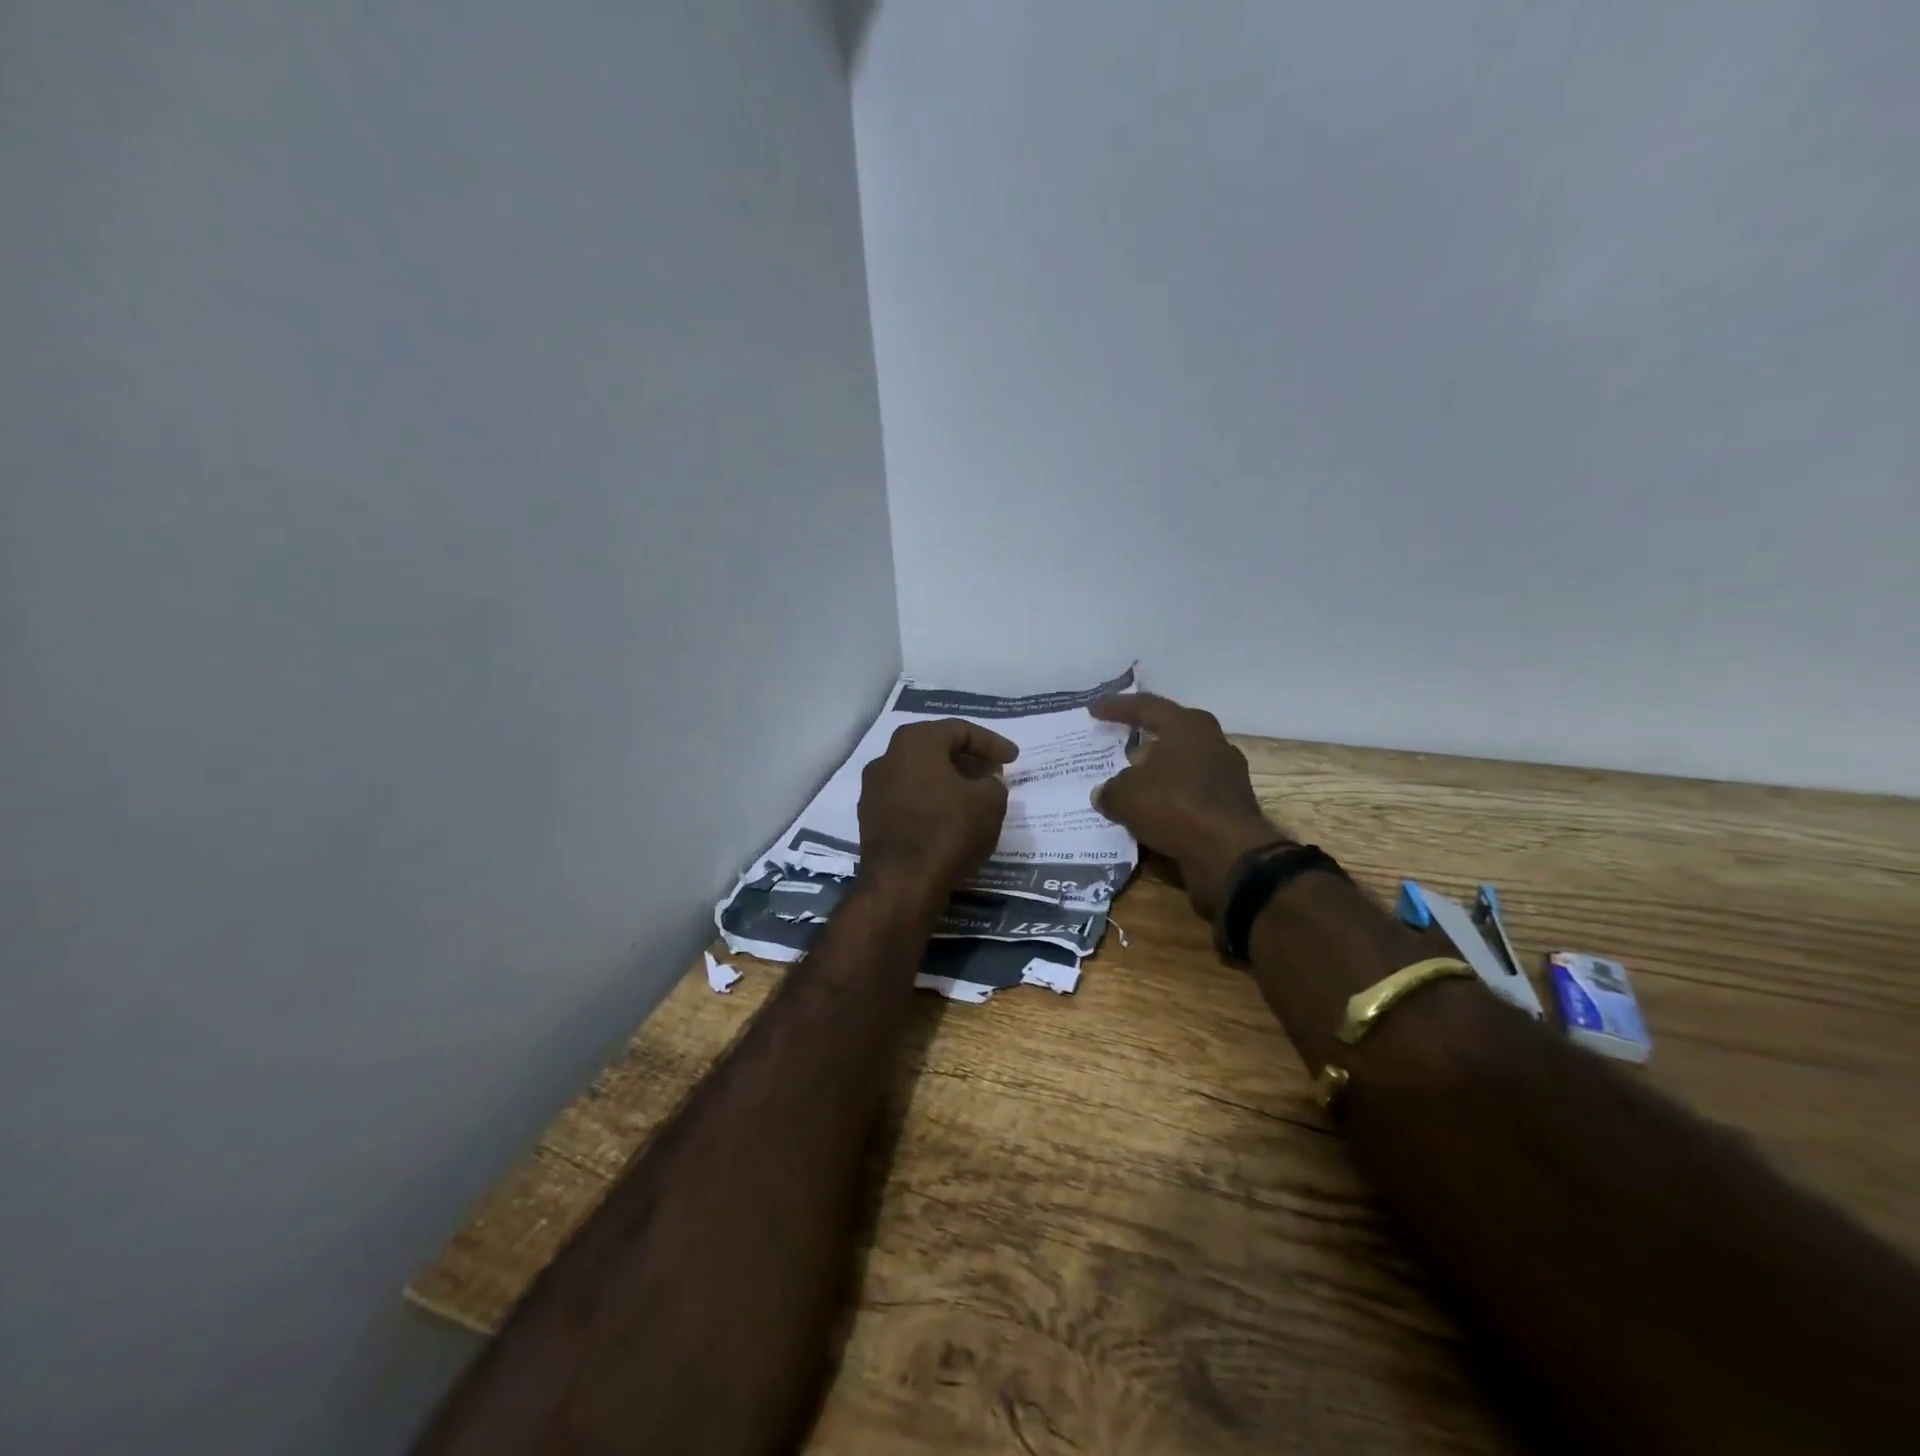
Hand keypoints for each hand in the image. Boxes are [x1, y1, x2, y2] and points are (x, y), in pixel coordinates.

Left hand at [858, 719, 1018, 902]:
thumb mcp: (990, 802)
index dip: (992, 743)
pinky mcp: (870, 819)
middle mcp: (888, 757)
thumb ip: (993, 783)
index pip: (960, 730)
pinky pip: (908, 799)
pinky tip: (950, 818)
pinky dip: (931, 802)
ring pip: (919, 775)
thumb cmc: (948, 831)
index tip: (1013, 759)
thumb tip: (986, 784)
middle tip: (994, 773)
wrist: (901, 884)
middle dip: (968, 759)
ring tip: (974, 796)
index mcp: (915, 741)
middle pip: (935, 749)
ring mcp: (874, 789)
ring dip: (948, 781)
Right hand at [1088, 693, 1287, 918]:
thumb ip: (1110, 790)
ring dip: (1156, 774)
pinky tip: (1149, 813)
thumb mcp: (1126, 796)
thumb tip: (1104, 793)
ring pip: (1181, 766)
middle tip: (1118, 749)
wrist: (1229, 854)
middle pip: (1170, 734)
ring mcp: (1226, 775)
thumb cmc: (1175, 805)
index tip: (1094, 710)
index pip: (1146, 706)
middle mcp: (1212, 742)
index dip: (1117, 707)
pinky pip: (1189, 794)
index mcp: (1188, 726)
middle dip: (1142, 742)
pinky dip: (1169, 800)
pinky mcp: (1230, 805)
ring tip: (1129, 786)